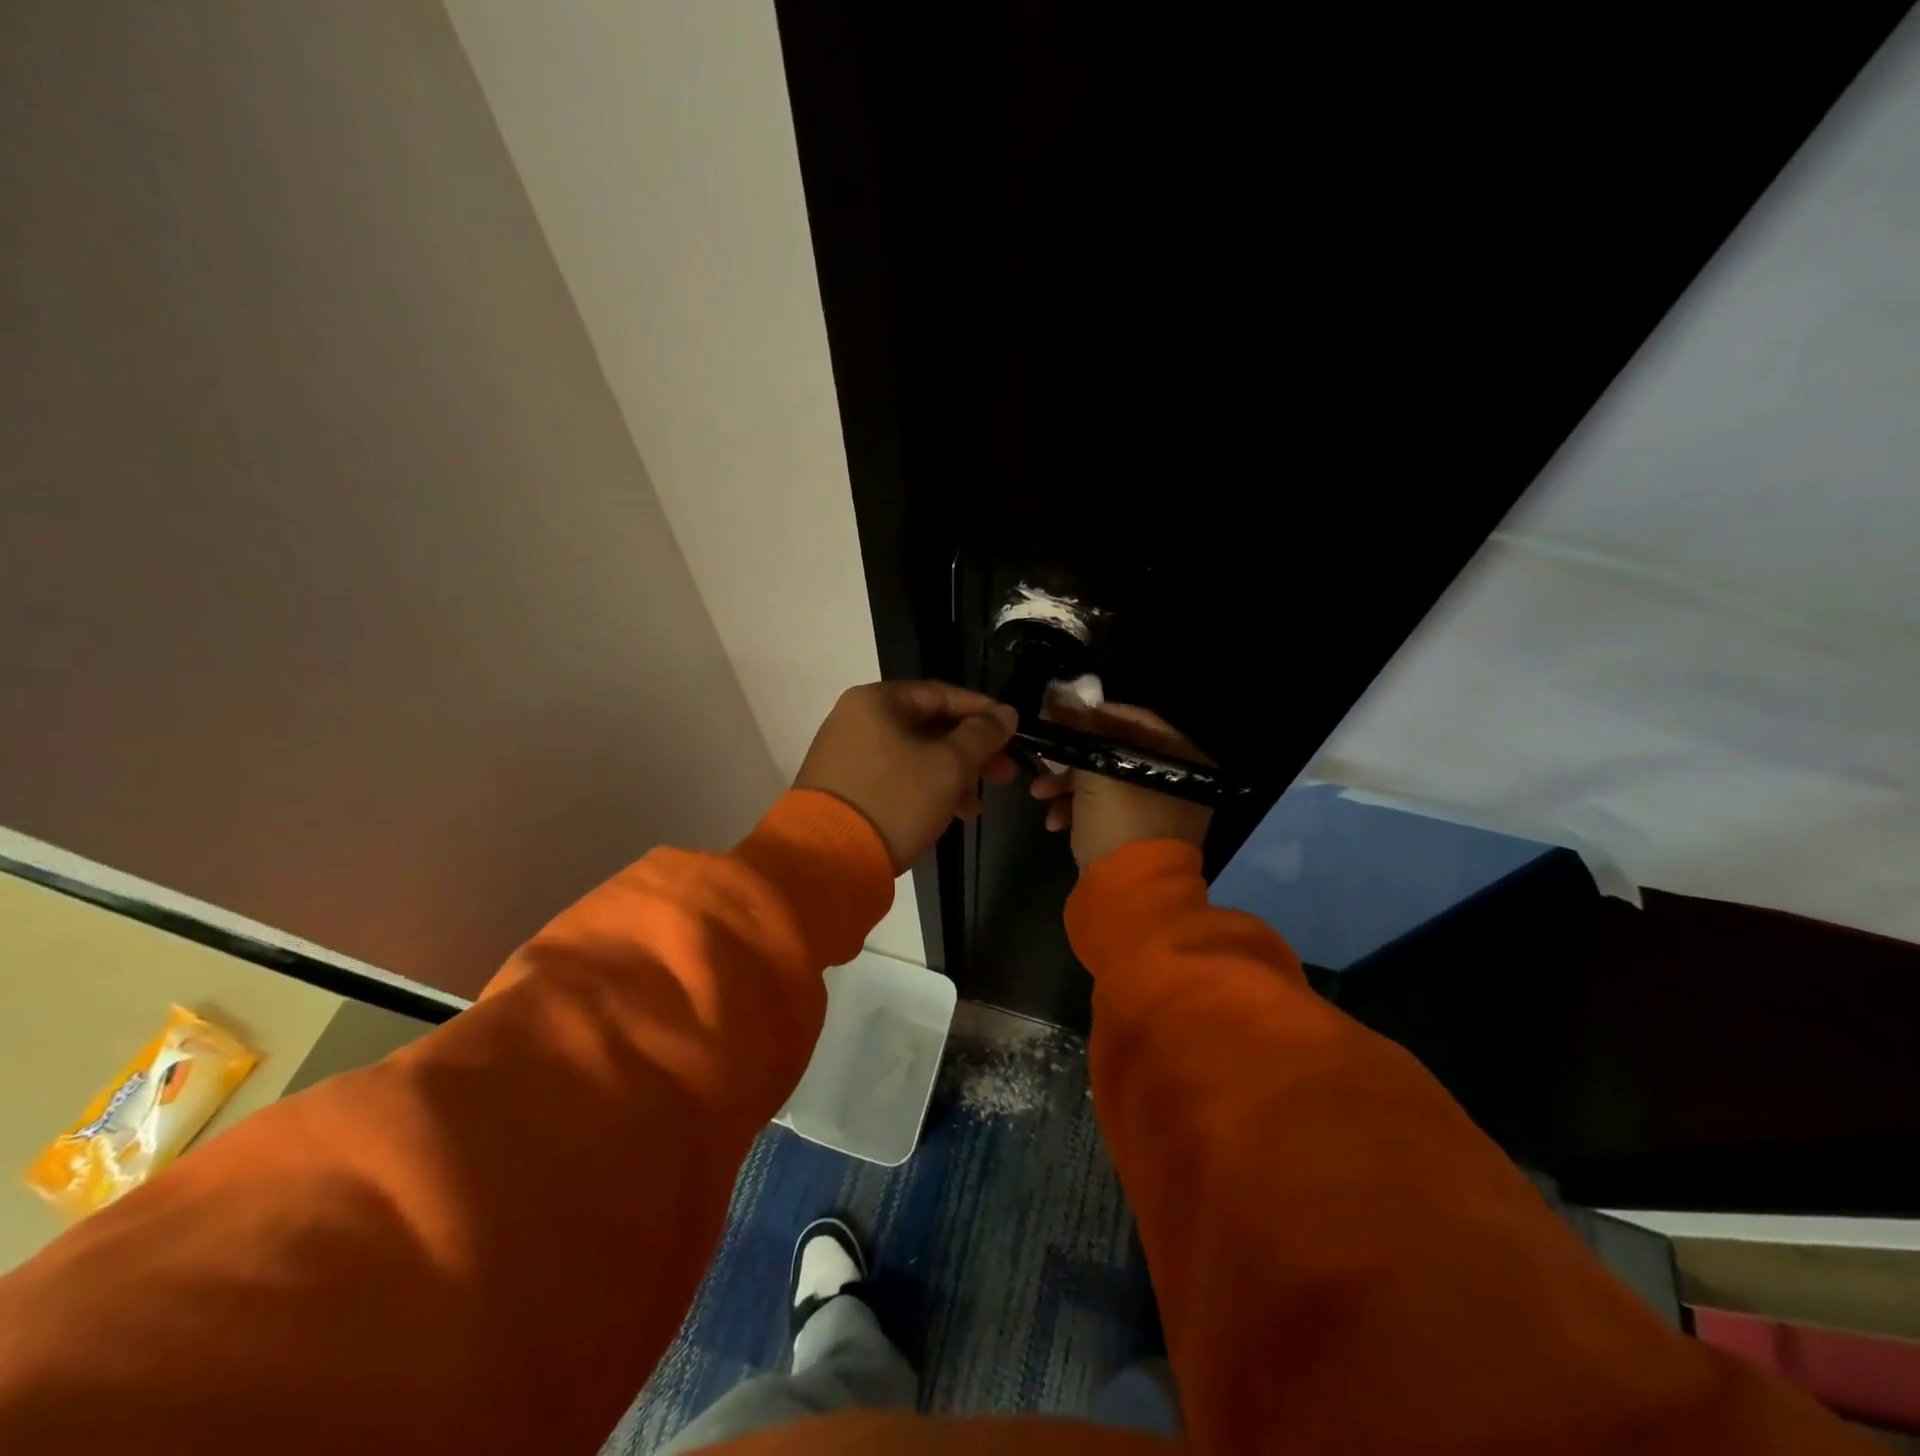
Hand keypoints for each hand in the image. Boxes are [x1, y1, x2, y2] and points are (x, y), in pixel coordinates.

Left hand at [795, 681, 1017, 872]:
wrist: (827, 860)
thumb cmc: (895, 801)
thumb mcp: (948, 766)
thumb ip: (981, 735)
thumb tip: (1006, 714)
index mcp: (878, 701)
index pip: (943, 694)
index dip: (983, 712)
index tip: (1014, 732)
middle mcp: (857, 719)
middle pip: (929, 726)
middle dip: (971, 751)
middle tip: (1006, 773)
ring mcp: (848, 755)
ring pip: (915, 755)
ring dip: (953, 775)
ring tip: (979, 804)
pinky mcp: (846, 788)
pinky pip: (896, 777)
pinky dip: (926, 790)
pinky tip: (952, 813)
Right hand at [1029, 699, 1213, 868]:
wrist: (1129, 899)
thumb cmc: (1121, 824)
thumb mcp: (1097, 772)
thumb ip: (1079, 730)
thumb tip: (1059, 695)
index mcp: (1183, 761)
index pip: (1136, 720)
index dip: (1093, 715)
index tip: (1060, 717)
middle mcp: (1178, 783)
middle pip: (1117, 753)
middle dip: (1074, 758)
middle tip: (1044, 757)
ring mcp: (1159, 813)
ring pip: (1107, 784)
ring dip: (1069, 786)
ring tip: (1039, 794)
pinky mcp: (1138, 838)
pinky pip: (1107, 812)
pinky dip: (1080, 811)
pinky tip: (1053, 821)